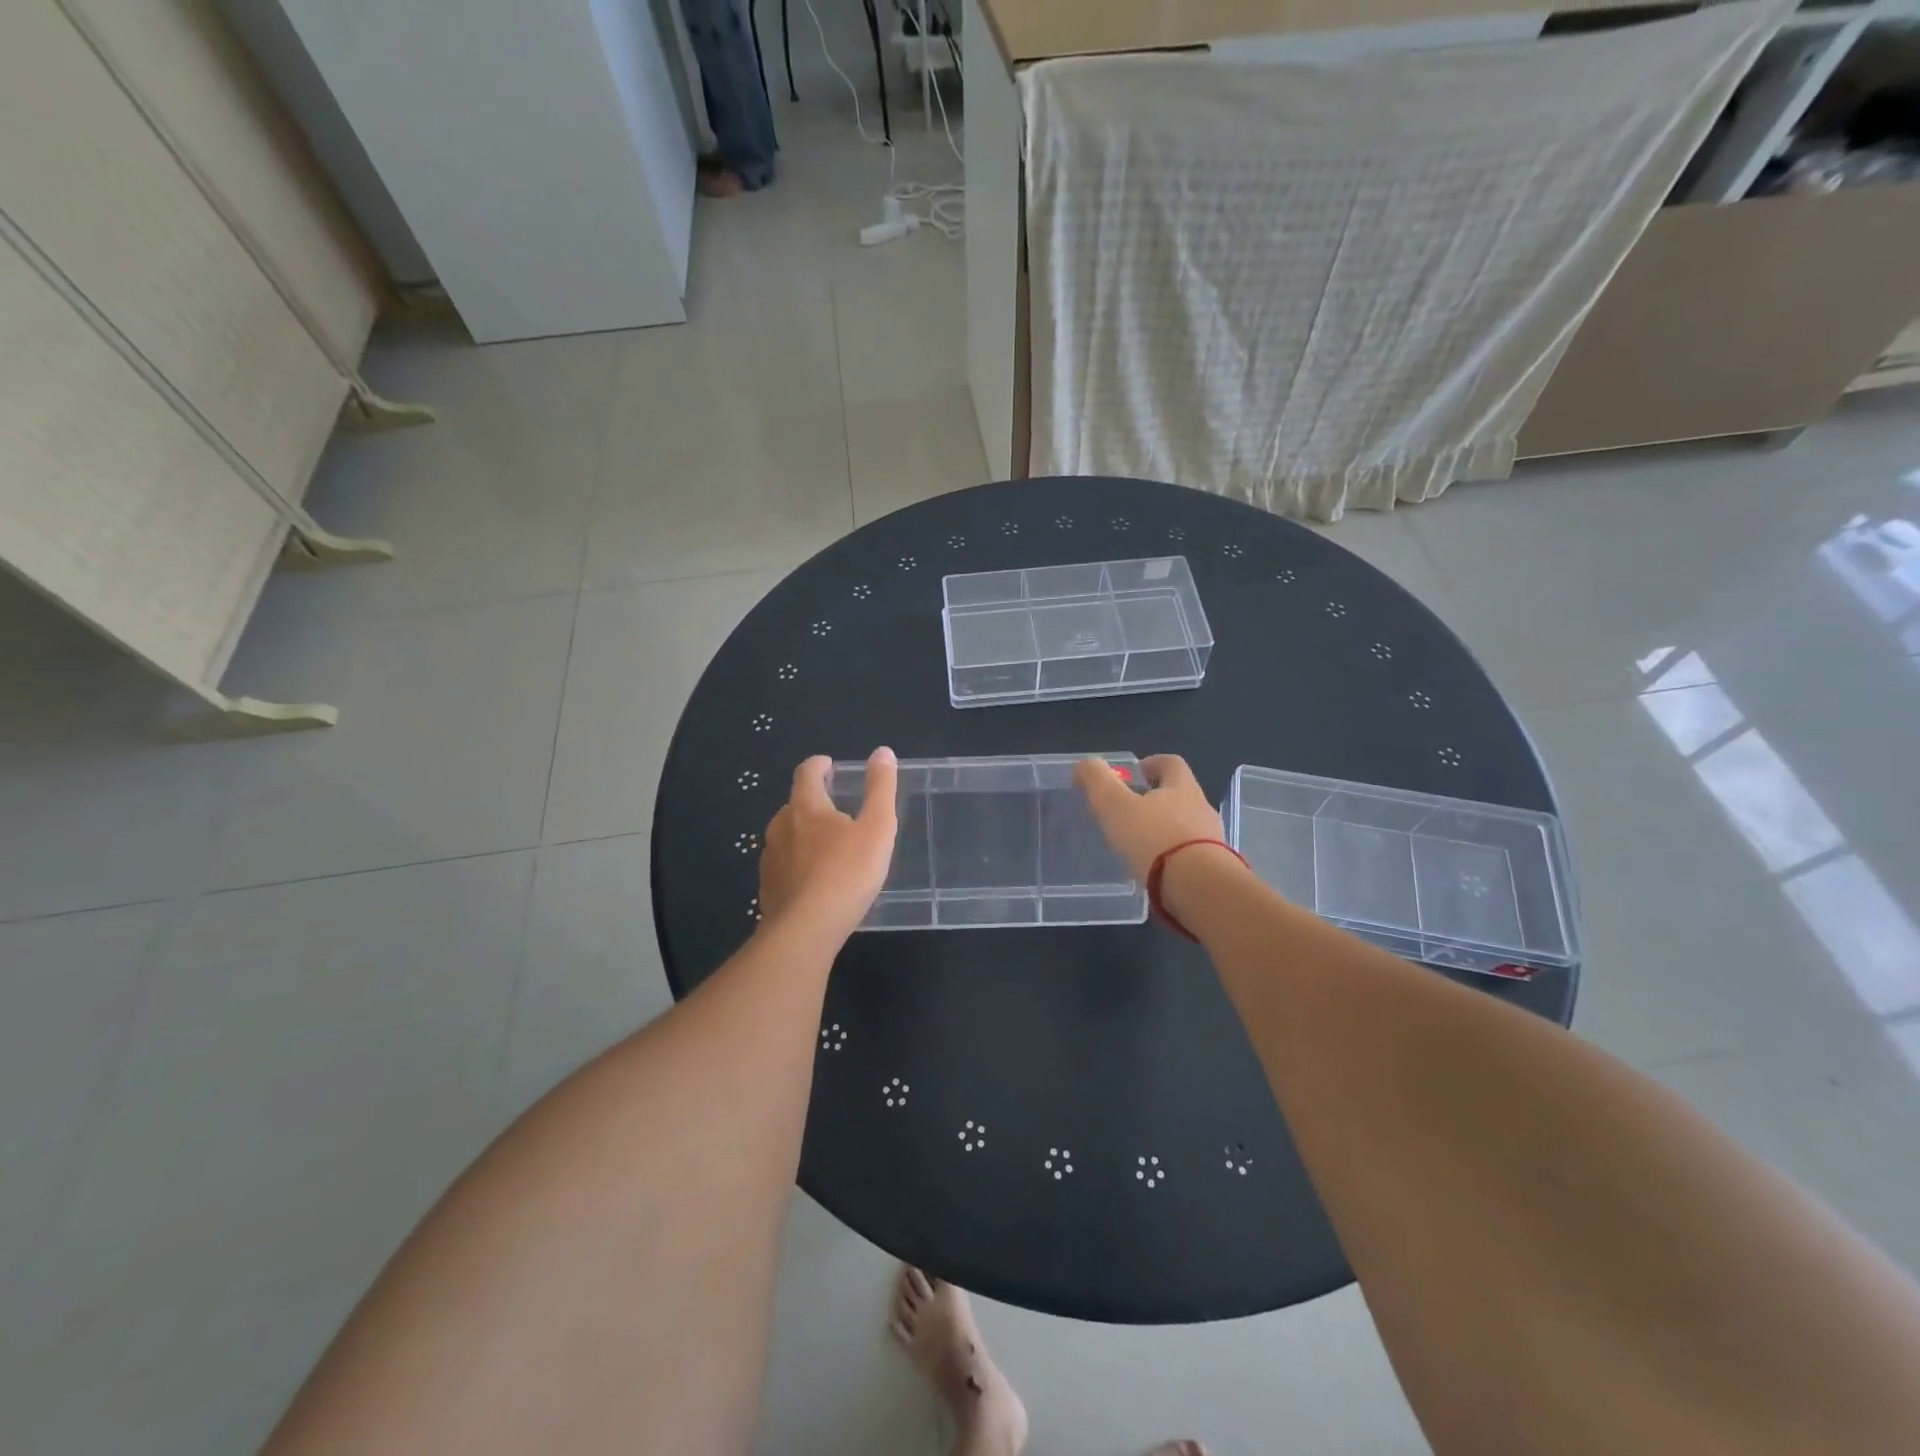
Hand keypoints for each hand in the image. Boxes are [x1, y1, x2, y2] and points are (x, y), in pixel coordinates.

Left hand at [759, 748, 897, 939]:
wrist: (806, 930)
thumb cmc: (847, 873)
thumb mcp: (877, 828)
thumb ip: (881, 789)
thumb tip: (882, 752)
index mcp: (805, 807)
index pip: (806, 773)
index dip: (819, 765)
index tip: (829, 765)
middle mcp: (780, 826)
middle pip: (795, 804)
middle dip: (814, 802)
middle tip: (837, 811)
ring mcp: (770, 858)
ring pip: (787, 835)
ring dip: (805, 834)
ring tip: (828, 847)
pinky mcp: (768, 887)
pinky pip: (784, 864)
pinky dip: (798, 863)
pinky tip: (815, 880)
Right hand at [1074, 754, 1227, 881]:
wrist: (1199, 888)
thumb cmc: (1154, 839)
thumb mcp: (1114, 805)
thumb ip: (1097, 780)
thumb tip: (1085, 764)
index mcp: (1182, 787)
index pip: (1170, 763)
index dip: (1152, 763)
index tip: (1135, 774)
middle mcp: (1202, 808)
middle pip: (1180, 795)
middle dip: (1157, 800)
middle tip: (1130, 812)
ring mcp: (1212, 840)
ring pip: (1186, 826)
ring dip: (1166, 830)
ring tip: (1140, 846)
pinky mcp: (1214, 869)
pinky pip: (1191, 855)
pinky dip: (1174, 857)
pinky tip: (1156, 871)